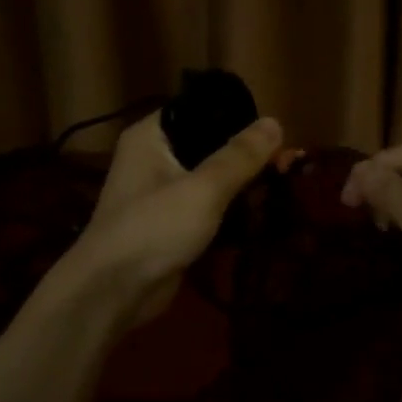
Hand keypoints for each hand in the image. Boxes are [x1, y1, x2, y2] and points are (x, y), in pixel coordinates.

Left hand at [78, 111, 283, 322]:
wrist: (113, 292)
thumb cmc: (154, 227)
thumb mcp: (204, 188)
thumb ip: (240, 156)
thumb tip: (275, 122)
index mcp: (152, 137)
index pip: (199, 110)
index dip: (237, 117)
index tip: (274, 132)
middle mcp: (154, 159)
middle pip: (209, 146)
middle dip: (247, 157)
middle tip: (288, 164)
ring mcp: (162, 194)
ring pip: (211, 179)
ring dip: (243, 185)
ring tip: (283, 187)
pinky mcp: (172, 225)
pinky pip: (208, 208)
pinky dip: (232, 211)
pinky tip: (263, 214)